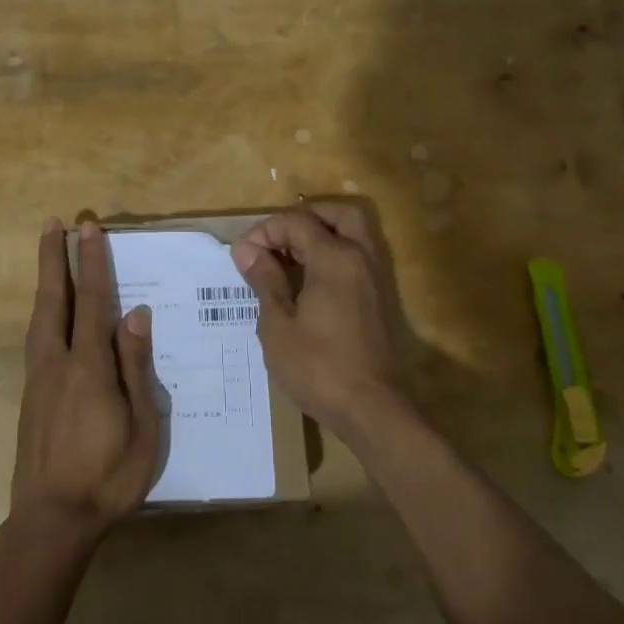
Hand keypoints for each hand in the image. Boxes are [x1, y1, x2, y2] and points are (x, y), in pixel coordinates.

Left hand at [14, 218, 161, 541]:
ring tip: (49, 253)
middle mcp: (57, 363)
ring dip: (46, 280)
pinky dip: (44, 310)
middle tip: (54, 224)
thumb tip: (136, 315)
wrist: (51, 520)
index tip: (89, 230)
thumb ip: (136, 368)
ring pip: (40, 316)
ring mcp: (38, 378)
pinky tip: (50, 311)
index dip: (93, 264)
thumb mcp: (142, 427)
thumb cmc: (108, 477)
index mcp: (88, 369)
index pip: (93, 303)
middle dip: (55, 259)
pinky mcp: (30, 394)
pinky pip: (37, 337)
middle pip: (54, 300)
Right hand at [230, 203, 415, 445]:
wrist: (370, 409)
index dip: (266, 231)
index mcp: (335, 258)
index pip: (298, 222)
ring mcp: (375, 278)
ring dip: (321, 235)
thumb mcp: (277, 325)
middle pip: (338, 214)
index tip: (243, 255)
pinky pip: (357, 258)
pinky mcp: (379, 299)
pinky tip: (307, 283)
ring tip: (288, 261)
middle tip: (276, 242)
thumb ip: (264, 280)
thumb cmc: (317, 367)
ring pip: (353, 234)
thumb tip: (246, 249)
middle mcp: (361, 258)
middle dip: (304, 219)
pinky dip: (334, 255)